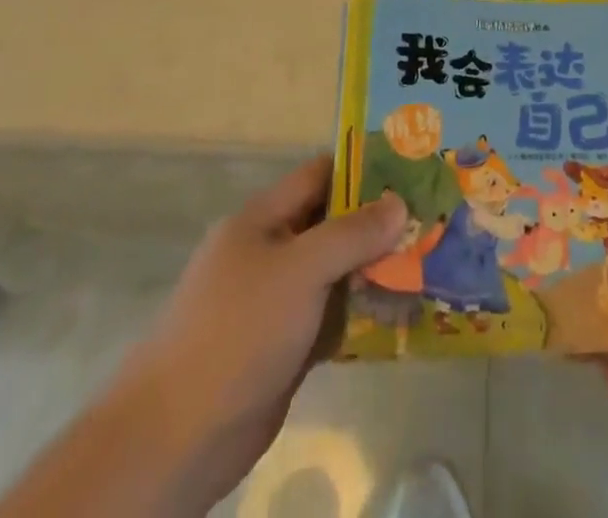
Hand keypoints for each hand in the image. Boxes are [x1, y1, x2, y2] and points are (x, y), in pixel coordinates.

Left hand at [118, 156, 404, 511]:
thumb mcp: (300, 269)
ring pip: (337, 273)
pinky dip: (362, 314)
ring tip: (430, 262)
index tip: (413, 169)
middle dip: (379, 223)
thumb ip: (351, 233)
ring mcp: (277, 302)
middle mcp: (271, 252)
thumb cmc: (237, 331)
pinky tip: (403, 314)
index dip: (364, 169)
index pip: (321, 176)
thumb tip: (399, 201)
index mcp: (263, 219)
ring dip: (376, 271)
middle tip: (432, 219)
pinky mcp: (285, 347)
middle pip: (333, 224)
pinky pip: (333, 317)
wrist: (175, 439)